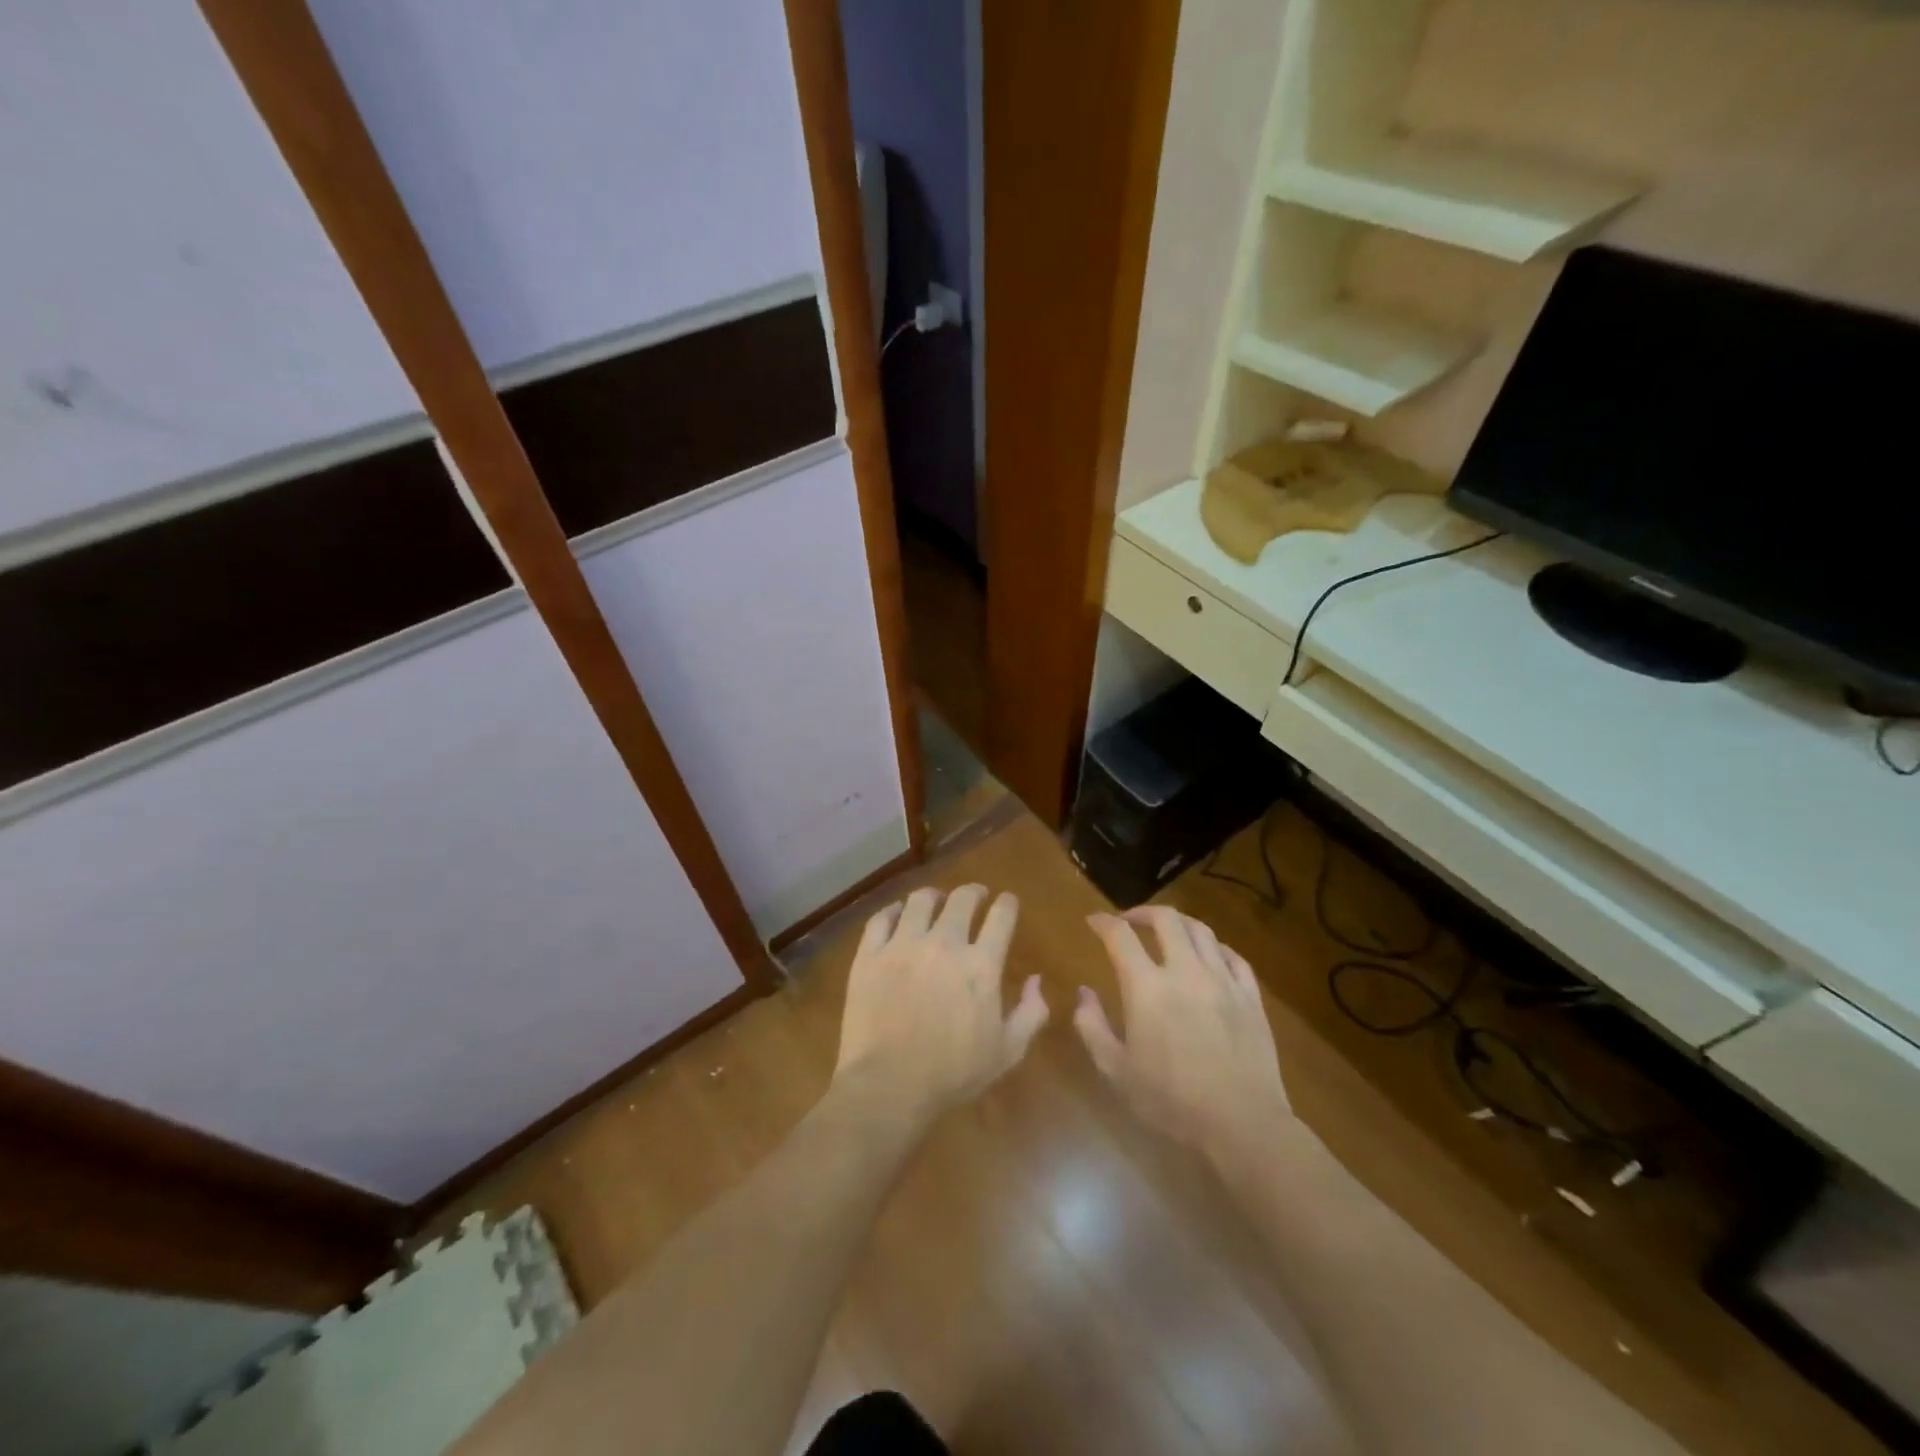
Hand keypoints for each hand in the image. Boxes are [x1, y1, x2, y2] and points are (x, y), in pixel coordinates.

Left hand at [833, 884, 1049, 1122]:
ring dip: (934, 896)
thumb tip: (1037, 979)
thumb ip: (1031, 1012)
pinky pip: (882, 918)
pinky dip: (894, 911)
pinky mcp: (870, 954)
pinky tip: (898, 915)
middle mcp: (944, 943)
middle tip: (975, 896)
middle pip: (961, 899)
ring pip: (920, 900)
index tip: (1007, 902)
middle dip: (973, 892)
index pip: (1001, 916)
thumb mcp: (1008, 1051)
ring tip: (935, 901)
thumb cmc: (952, 1073)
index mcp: (981, 965)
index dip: (1007, 904)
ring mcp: (903, 945)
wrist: (888, 1085)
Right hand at [1076, 906, 1291, 1162]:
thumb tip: (1083, 993)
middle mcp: (1185, 971)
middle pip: (1165, 919)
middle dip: (1142, 912)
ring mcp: (1223, 980)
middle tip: (1129, 921)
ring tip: (1166, 931)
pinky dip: (1214, 947)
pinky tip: (1208, 955)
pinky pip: (1233, 956)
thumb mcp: (1116, 1070)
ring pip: (1201, 930)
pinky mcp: (1250, 996)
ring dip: (1178, 923)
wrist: (1242, 1124)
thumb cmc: (1171, 1100)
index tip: (1093, 921)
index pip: (1120, 936)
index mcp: (1147, 987)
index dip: (1103, 922)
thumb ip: (1092, 1026)